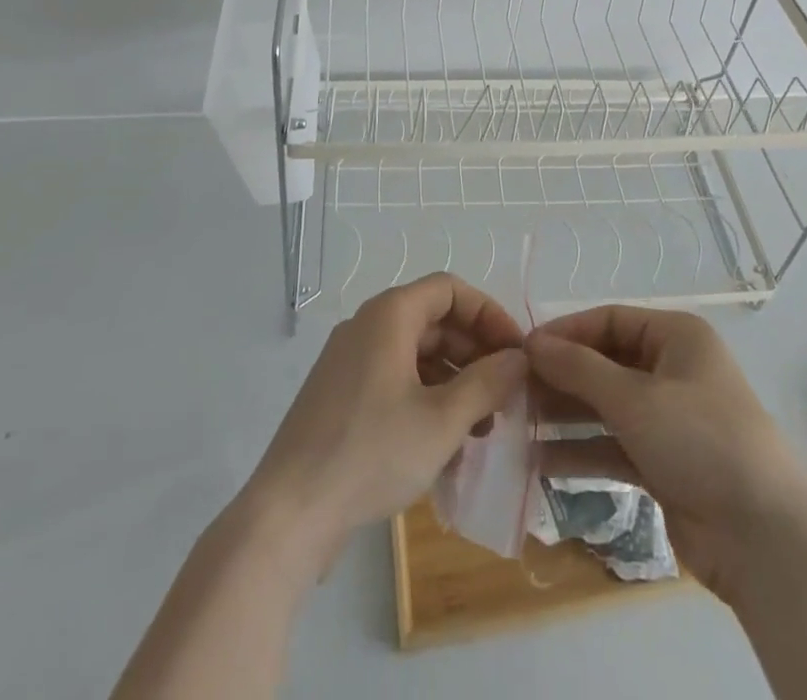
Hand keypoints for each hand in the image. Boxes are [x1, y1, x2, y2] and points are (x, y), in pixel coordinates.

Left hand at [243, 274, 526, 570]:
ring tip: (482, 428)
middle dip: (475, 354)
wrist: (288, 516)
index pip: (451, 290)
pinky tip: (446, 445)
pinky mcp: (341, 396)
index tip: (516, 352)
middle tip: (505, 395)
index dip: (489, 315)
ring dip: (455, 383)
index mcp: (390, 315)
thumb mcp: (443, 420)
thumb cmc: (371, 453)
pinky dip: (426, 400)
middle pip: (435, 321)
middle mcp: (367, 326)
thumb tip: (518, 358)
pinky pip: (395, 381)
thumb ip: (487, 382)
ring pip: (417, 355)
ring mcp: (350, 362)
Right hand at [527, 307, 806, 600]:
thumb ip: (579, 369)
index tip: (522, 350)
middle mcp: (672, 369)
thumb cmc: (699, 439)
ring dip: (566, 416)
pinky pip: (613, 446)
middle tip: (514, 391)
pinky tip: (540, 461)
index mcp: (676, 336)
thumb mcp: (634, 397)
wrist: (763, 536)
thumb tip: (531, 343)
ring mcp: (669, 418)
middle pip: (605, 363)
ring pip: (606, 406)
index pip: (610, 320)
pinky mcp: (664, 463)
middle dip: (562, 377)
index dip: (566, 332)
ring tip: (518, 425)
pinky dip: (582, 451)